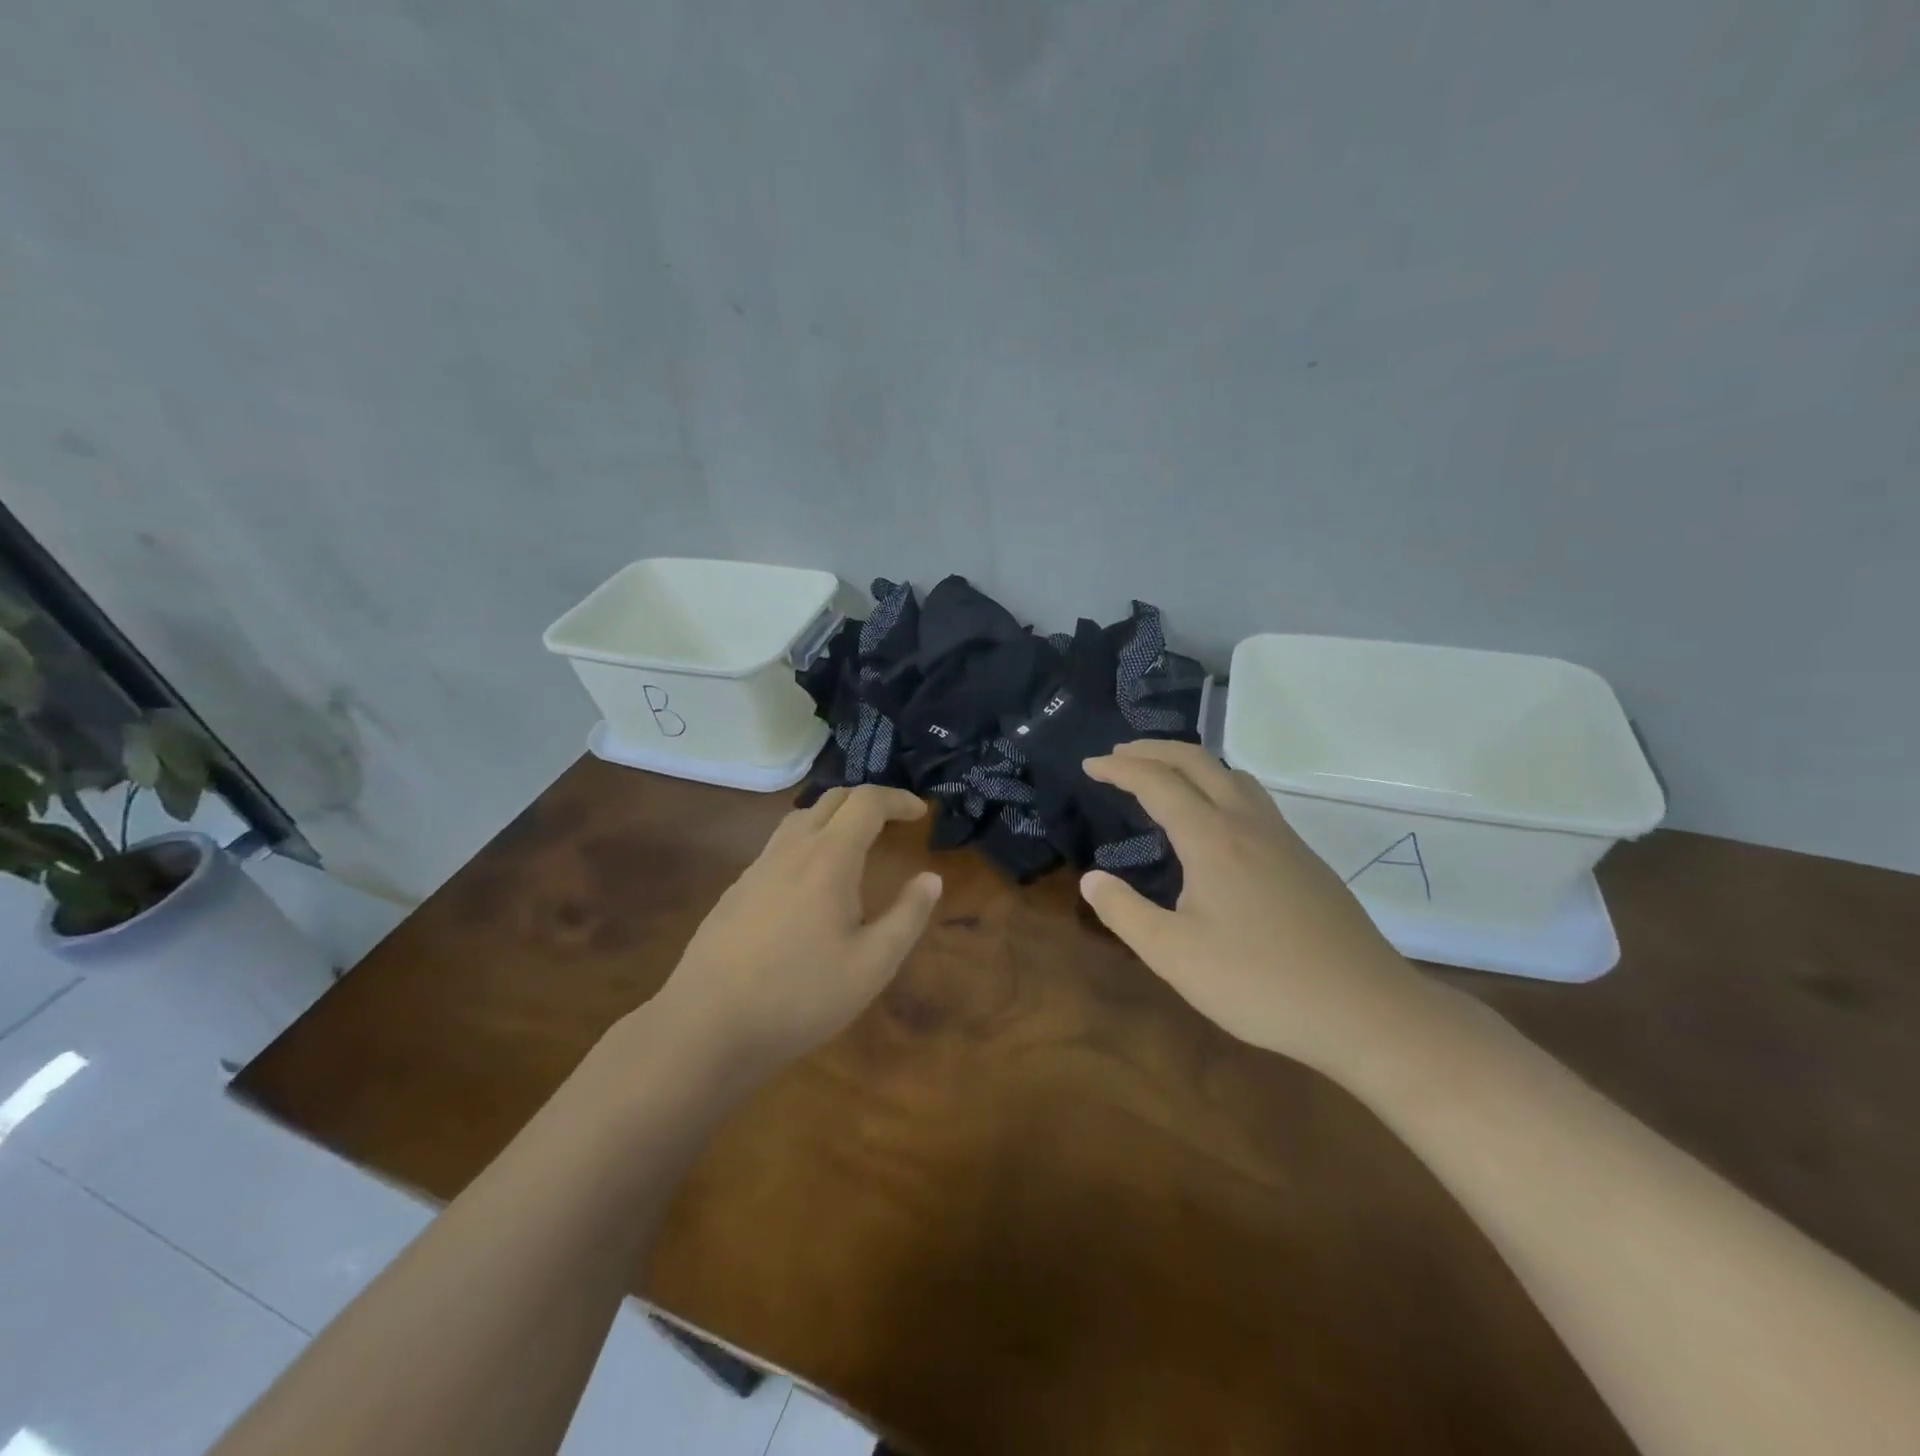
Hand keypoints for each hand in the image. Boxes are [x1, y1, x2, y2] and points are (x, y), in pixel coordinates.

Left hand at [648, 785, 942, 1079]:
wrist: (707, 1025)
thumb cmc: (800, 995)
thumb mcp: (872, 965)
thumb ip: (907, 916)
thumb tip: (931, 878)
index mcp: (829, 857)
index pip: (867, 802)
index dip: (898, 799)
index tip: (920, 813)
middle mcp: (791, 849)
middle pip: (831, 799)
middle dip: (868, 801)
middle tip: (893, 820)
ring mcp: (758, 866)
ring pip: (800, 818)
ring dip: (834, 817)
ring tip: (855, 843)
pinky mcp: (737, 889)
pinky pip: (779, 845)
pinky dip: (807, 842)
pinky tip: (810, 883)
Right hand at [1080, 740, 1426, 1073]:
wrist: (1366, 1010)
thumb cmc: (1260, 983)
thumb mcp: (1174, 956)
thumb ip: (1125, 913)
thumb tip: (1091, 880)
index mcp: (1213, 839)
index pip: (1158, 783)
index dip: (1119, 769)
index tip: (1090, 765)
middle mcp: (1248, 823)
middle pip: (1198, 761)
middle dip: (1153, 749)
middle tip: (1119, 755)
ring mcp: (1283, 838)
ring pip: (1232, 774)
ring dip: (1190, 762)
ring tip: (1163, 774)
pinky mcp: (1304, 858)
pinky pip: (1252, 798)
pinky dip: (1218, 785)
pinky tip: (1215, 820)